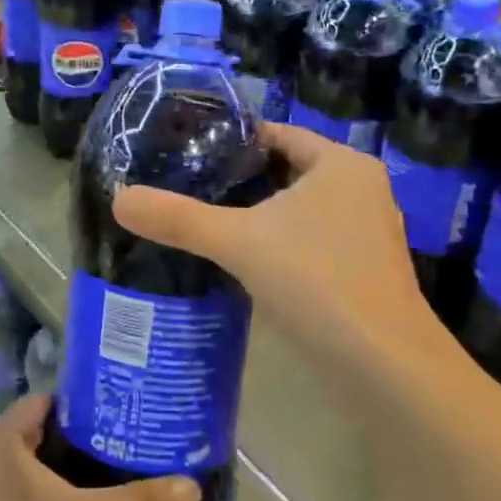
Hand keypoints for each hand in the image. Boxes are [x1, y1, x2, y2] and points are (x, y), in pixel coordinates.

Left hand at [0, 395, 201, 500]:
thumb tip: (193, 486)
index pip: (50, 402)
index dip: (90, 403)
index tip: (130, 411)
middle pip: (44, 435)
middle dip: (87, 441)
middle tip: (135, 443)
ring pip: (34, 470)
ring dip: (71, 475)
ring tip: (122, 474)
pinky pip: (23, 497)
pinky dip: (53, 500)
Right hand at [113, 121, 436, 375]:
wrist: (382, 365)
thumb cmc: (315, 280)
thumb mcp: (237, 242)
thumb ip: (178, 218)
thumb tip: (118, 198)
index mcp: (341, 164)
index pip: (278, 135)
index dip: (233, 141)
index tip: (188, 152)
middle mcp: (361, 189)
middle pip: (288, 171)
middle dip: (242, 180)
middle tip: (189, 187)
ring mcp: (367, 232)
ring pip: (300, 210)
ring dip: (260, 215)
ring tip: (208, 221)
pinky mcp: (364, 270)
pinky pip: (312, 241)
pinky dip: (280, 244)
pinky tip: (245, 262)